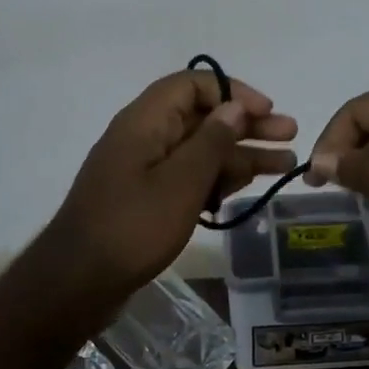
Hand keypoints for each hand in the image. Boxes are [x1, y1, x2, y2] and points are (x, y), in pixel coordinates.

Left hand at [40, 69, 297, 313]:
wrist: (78, 283)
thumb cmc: (132, 226)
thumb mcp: (181, 182)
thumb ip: (211, 142)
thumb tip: (234, 108)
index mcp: (145, 121)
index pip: (193, 85)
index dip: (233, 93)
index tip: (266, 112)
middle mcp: (145, 137)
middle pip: (202, 118)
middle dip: (247, 125)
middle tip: (290, 134)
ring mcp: (145, 169)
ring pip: (200, 150)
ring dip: (241, 154)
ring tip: (285, 163)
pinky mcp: (147, 197)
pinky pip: (188, 176)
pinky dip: (218, 178)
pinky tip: (248, 186)